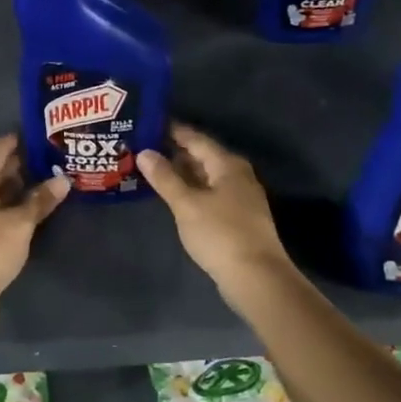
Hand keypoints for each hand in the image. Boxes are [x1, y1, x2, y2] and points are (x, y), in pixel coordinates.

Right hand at [137, 124, 290, 284]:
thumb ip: (165, 178)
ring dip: (182, 173)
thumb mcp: (186, 205)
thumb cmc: (220, 234)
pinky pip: (210, 193)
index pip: (195, 139)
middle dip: (174, 152)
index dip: (172, 131)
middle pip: (202, 156)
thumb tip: (144, 152)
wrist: (257, 278)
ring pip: (206, 176)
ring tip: (152, 169)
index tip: (148, 123)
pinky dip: (191, 190)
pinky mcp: (238, 218)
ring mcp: (240, 197)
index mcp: (227, 165)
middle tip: (143, 147)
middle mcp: (237, 175)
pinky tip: (174, 196)